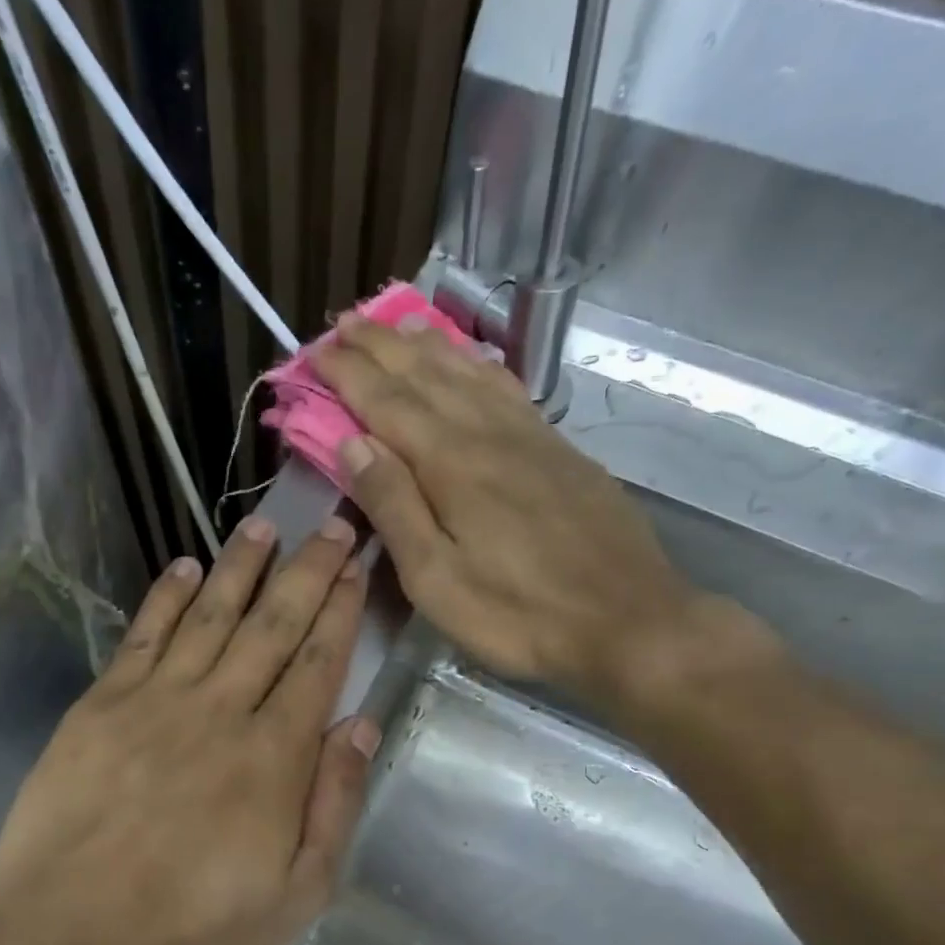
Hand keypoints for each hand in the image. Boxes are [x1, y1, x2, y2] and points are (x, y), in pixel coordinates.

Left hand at [0, 516, 379, 944]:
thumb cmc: (194, 933)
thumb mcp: (296, 895)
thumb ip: (333, 804)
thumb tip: (360, 725)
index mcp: (274, 756)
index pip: (318, 663)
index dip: (340, 610)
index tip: (356, 567)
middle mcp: (221, 711)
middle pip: (273, 625)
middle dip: (308, 572)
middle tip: (332, 525)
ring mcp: (156, 702)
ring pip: (210, 616)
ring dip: (241, 567)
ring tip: (266, 526)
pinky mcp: (101, 707)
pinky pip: (143, 636)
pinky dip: (166, 597)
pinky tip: (184, 566)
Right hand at [311, 316, 706, 707]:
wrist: (627, 621)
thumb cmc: (518, 615)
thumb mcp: (436, 579)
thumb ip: (394, 506)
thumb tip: (352, 444)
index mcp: (451, 464)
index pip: (387, 403)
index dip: (349, 375)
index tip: (316, 351)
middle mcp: (488, 434)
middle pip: (426, 375)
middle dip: (380, 347)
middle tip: (345, 323)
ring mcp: (531, 437)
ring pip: (469, 373)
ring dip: (427, 345)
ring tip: (398, 324)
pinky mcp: (560, 450)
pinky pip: (508, 389)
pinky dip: (479, 365)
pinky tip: (471, 361)